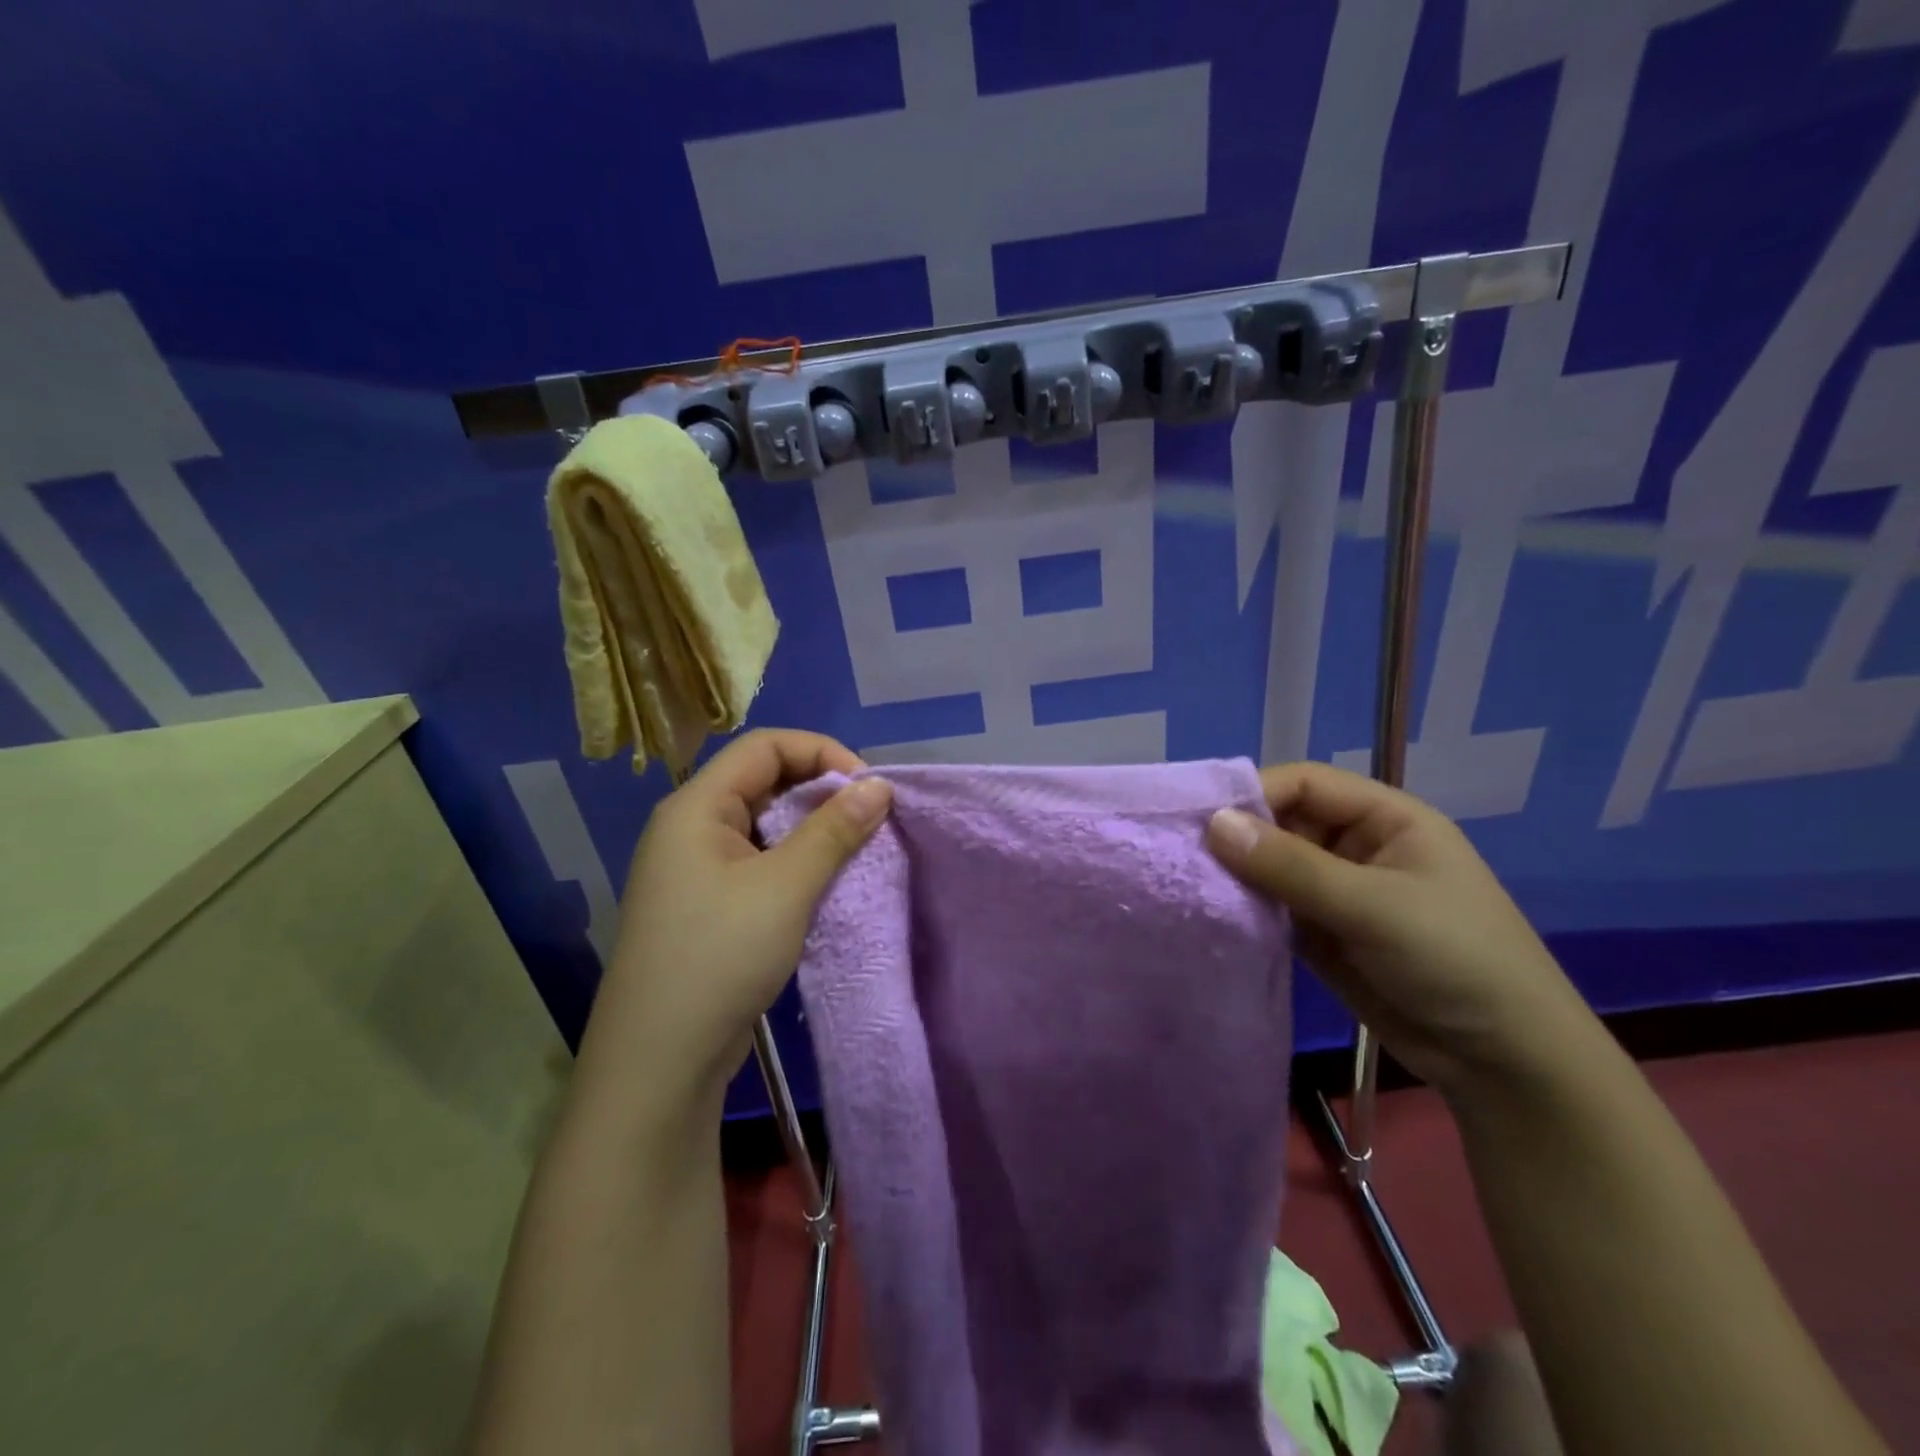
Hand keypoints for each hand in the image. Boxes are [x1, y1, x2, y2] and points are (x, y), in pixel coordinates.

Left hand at [587, 729, 892, 1103]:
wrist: (658, 1061)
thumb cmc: (720, 956)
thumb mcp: (786, 887)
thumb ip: (834, 830)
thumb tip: (878, 786)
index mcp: (696, 806)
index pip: (765, 746)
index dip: (822, 753)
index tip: (868, 788)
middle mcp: (691, 827)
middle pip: (763, 780)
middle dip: (821, 791)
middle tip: (868, 820)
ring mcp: (696, 869)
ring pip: (764, 824)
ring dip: (812, 829)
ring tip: (855, 850)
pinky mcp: (707, 905)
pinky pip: (758, 861)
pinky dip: (795, 862)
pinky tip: (824, 883)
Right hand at [1206, 761, 1590, 1093]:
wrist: (1504, 1064)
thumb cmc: (1455, 962)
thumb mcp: (1374, 907)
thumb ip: (1291, 866)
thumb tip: (1213, 823)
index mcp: (1385, 819)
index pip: (1306, 783)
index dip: (1255, 793)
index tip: (1202, 819)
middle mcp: (1356, 846)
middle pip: (1283, 822)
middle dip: (1238, 836)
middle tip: (1182, 855)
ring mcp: (1337, 891)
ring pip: (1272, 865)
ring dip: (1236, 874)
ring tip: (1186, 884)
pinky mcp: (1322, 932)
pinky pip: (1273, 906)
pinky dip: (1245, 908)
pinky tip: (1212, 914)